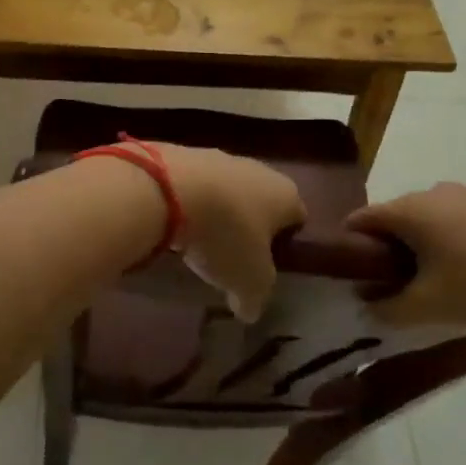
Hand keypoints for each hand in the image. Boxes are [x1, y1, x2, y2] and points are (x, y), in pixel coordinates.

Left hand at [149, 143, 304, 321]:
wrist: (168, 189)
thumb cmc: (225, 235)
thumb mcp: (248, 281)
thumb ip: (255, 298)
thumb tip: (249, 310)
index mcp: (286, 195)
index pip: (297, 218)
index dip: (285, 243)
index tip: (266, 265)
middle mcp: (258, 169)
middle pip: (259, 201)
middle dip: (247, 226)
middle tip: (231, 256)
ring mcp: (219, 157)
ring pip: (225, 191)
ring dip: (215, 213)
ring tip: (196, 243)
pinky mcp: (182, 154)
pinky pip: (192, 186)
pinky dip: (186, 203)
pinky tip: (171, 224)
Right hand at [346, 183, 465, 331]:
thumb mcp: (431, 307)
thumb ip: (388, 308)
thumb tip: (366, 303)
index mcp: (410, 210)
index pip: (362, 219)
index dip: (351, 246)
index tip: (355, 274)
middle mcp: (435, 191)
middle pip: (397, 217)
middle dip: (390, 247)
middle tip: (397, 283)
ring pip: (432, 217)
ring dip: (426, 243)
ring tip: (441, 278)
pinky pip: (463, 217)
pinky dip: (457, 238)